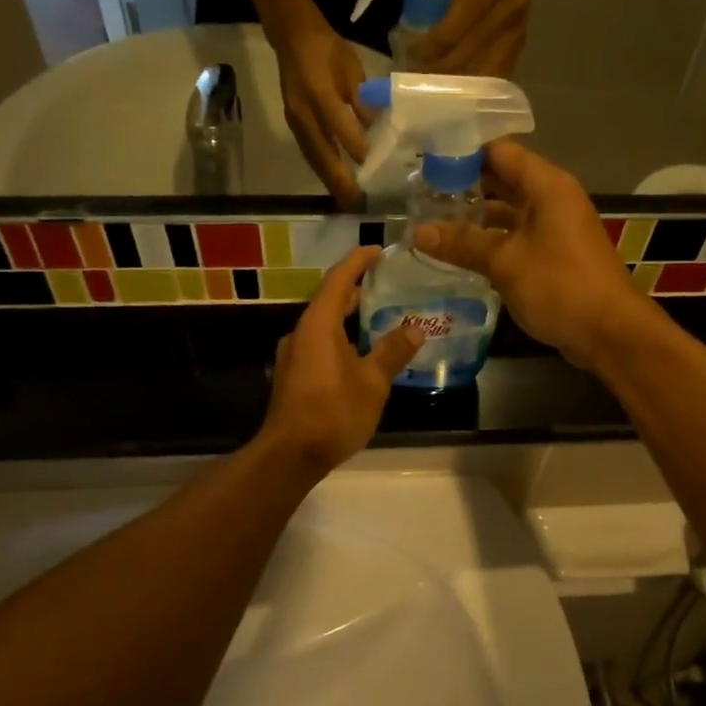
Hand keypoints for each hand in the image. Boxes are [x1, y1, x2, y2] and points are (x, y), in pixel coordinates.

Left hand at [259, 247, 424, 475]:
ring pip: (324, 324)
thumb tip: (415, 329)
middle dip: (356, 289)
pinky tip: (360, 351)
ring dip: (349, 316)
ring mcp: (293, 354)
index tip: (379, 250)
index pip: (339, 280)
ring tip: (379, 315)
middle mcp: (301, 332)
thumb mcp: (372, 383)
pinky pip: (319, 343)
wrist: (290, 455)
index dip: (358, 261)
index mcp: (318, 324)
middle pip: (329, 300)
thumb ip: (393, 352)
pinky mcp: (293, 375)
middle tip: (387, 283)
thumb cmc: (333, 412)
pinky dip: (341, 336)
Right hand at [273, 20, 368, 208]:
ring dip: (330, 182)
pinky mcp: (293, 125)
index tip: (376, 170)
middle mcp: (303, 112)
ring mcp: (295, 121)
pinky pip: (309, 153)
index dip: (357, 149)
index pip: (340, 128)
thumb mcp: (352, 69)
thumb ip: (363, 101)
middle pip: (322, 154)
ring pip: (314, 158)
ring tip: (347, 202)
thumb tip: (378, 131)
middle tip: (357, 203)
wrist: (292, 37)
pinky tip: (334, 183)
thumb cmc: (328, 50)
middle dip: (340, 181)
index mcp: (320, 92)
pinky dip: (322, 171)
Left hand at [413, 0, 537, 76]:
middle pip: (466, 55)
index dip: (430, 47)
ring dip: (458, 81)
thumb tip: (421, 27)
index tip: (410, 54)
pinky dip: (479, 81)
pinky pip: (500, 70)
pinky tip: (464, 87)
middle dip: (439, 69)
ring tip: (437, 87)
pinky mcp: (522, 38)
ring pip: (484, 71)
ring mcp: (518, 28)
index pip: (454, 30)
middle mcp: (507, 12)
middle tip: (416, 76)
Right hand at [413, 140, 643, 367]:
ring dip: (477, 215)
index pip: (499, 152)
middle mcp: (553, 198)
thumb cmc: (559, 286)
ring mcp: (556, 227)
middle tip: (423, 193)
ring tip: (435, 220)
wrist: (609, 332)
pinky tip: (462, 250)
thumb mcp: (504, 262)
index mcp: (546, 186)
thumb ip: (461, 244)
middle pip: (504, 178)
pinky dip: (492, 238)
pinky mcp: (555, 253)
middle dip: (465, 185)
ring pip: (510, 210)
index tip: (427, 163)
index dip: (463, 154)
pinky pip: (518, 234)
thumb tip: (418, 232)